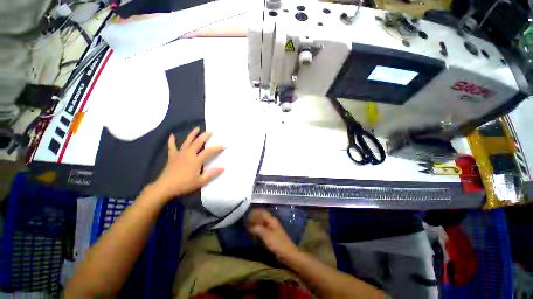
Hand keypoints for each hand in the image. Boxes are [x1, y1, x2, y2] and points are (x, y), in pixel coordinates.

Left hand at [153, 127, 223, 199]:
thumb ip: (212, 173)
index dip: (216, 148)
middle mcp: (189, 154)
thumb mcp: (200, 181)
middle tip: (210, 131)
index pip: (209, 151)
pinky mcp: (172, 156)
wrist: (165, 187)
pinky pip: (172, 147)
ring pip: (187, 142)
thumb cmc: (184, 184)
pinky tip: (172, 135)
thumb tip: (223, 167)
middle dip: (205, 136)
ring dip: (192, 134)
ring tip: (197, 128)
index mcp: (196, 160)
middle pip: (198, 142)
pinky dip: (172, 141)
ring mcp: (180, 154)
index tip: (223, 145)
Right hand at [247, 208, 299, 259]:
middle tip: (246, 220)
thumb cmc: (277, 243)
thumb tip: (250, 226)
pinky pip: (264, 229)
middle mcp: (272, 222)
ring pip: (263, 223)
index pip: (262, 213)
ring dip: (256, 223)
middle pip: (262, 217)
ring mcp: (273, 229)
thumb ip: (258, 229)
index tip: (247, 214)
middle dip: (255, 218)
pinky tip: (254, 232)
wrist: (288, 254)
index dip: (255, 213)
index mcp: (272, 220)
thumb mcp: (266, 236)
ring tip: (248, 225)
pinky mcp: (273, 235)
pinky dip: (259, 229)